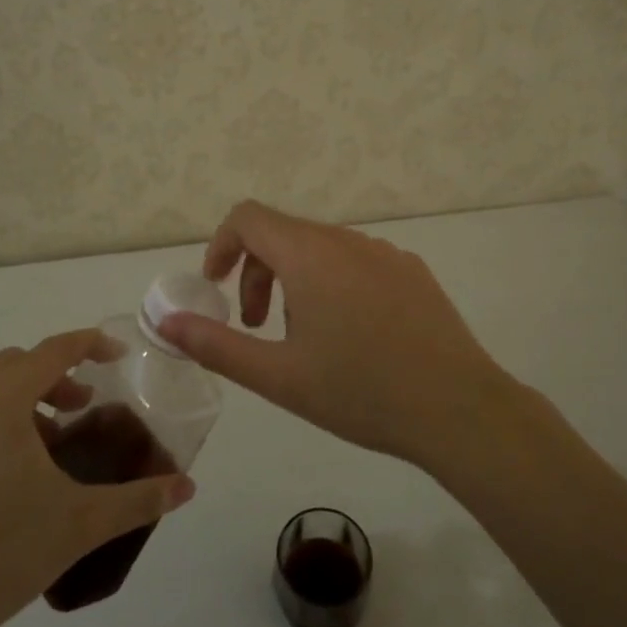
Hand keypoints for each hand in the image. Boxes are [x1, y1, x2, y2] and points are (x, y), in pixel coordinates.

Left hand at [0, 330, 196, 626]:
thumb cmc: (2, 554)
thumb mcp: (81, 524)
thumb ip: (139, 499)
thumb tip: (187, 487)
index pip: (53, 350)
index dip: (90, 345)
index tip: (117, 355)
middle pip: (13, 365)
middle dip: (53, 377)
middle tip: (79, 409)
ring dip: (17, 404)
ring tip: (40, 451)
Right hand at [156, 200, 521, 467]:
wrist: (459, 410)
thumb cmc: (360, 392)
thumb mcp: (278, 376)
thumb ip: (216, 344)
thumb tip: (166, 321)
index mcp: (309, 254)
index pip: (248, 217)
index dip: (222, 244)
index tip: (216, 287)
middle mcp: (346, 240)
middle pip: (282, 234)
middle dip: (257, 274)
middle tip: (256, 328)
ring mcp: (385, 252)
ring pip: (320, 249)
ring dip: (295, 282)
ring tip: (307, 339)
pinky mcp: (412, 271)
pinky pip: (357, 262)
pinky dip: (334, 284)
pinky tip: (354, 336)